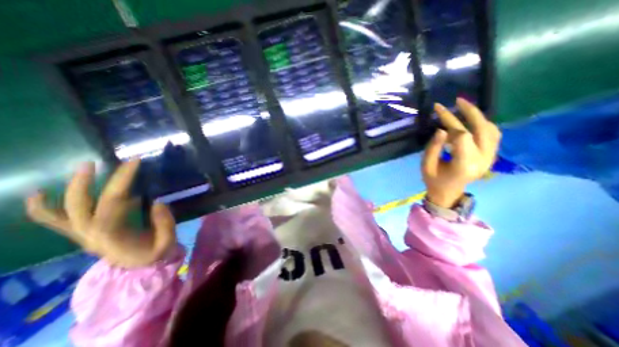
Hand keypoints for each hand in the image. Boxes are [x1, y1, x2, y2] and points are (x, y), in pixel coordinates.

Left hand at [25, 160, 176, 267]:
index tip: (136, 163)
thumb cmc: (155, 255)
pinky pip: (54, 222)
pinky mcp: (83, 234)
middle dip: (89, 181)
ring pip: (63, 211)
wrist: (140, 270)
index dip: (122, 181)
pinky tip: (39, 193)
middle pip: (82, 204)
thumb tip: (158, 202)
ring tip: (84, 167)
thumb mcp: (167, 242)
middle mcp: (90, 234)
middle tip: (101, 162)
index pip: (113, 202)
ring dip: (70, 188)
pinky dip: (42, 208)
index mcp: (112, 235)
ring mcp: (82, 235)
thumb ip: (164, 224)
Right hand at [421, 99, 501, 209]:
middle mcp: (482, 160)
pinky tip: (473, 121)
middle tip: (456, 100)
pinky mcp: (492, 156)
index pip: (463, 137)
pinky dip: (483, 124)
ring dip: (477, 116)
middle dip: (468, 112)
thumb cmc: (434, 180)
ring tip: (463, 107)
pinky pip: (493, 135)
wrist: (449, 193)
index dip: (450, 125)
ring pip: (490, 130)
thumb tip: (442, 129)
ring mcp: (490, 158)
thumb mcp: (427, 165)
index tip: (438, 119)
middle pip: (481, 129)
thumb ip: (433, 148)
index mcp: (463, 165)